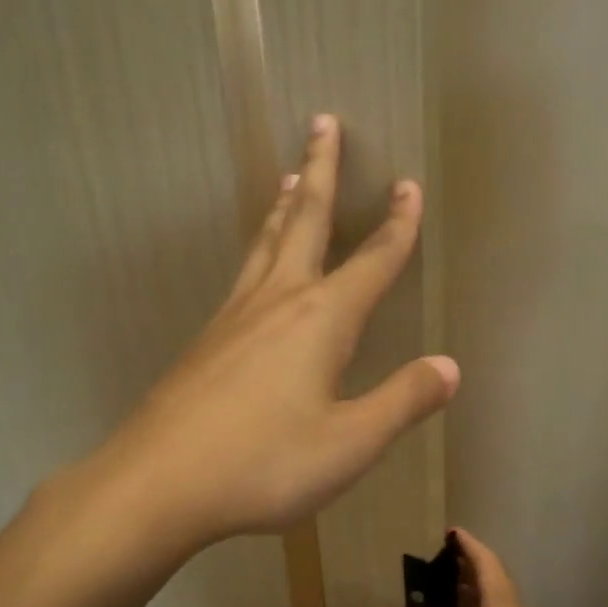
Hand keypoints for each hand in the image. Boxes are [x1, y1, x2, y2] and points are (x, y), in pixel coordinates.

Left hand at [99, 115, 458, 549]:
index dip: (396, 225)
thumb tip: (449, 367)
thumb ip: (402, 402)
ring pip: (266, 245)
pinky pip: (242, 277)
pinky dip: (259, 251)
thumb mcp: (350, 443)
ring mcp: (233, 319)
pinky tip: (256, 269)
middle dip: (320, 172)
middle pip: (304, 223)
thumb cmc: (263, 464)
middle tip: (323, 123)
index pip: (372, 262)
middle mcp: (276, 303)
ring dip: (285, 208)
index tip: (408, 185)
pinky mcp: (206, 342)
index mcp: (320, 321)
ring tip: (290, 178)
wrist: (158, 483)